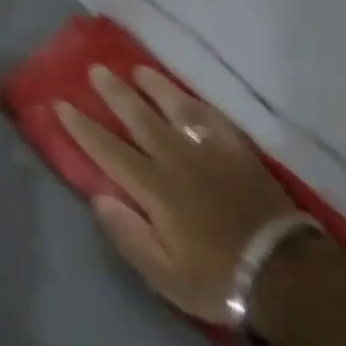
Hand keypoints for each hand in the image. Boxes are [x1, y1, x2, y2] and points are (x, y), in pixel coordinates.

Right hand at [57, 67, 303, 324]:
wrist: (283, 272)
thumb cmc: (215, 277)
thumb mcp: (161, 273)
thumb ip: (127, 233)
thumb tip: (99, 196)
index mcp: (155, 189)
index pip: (108, 150)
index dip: (82, 127)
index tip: (61, 104)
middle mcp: (178, 160)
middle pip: (140, 118)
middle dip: (114, 93)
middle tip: (96, 70)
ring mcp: (211, 152)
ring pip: (176, 109)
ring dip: (154, 86)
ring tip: (137, 68)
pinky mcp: (239, 152)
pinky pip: (212, 118)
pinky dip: (195, 102)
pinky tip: (186, 94)